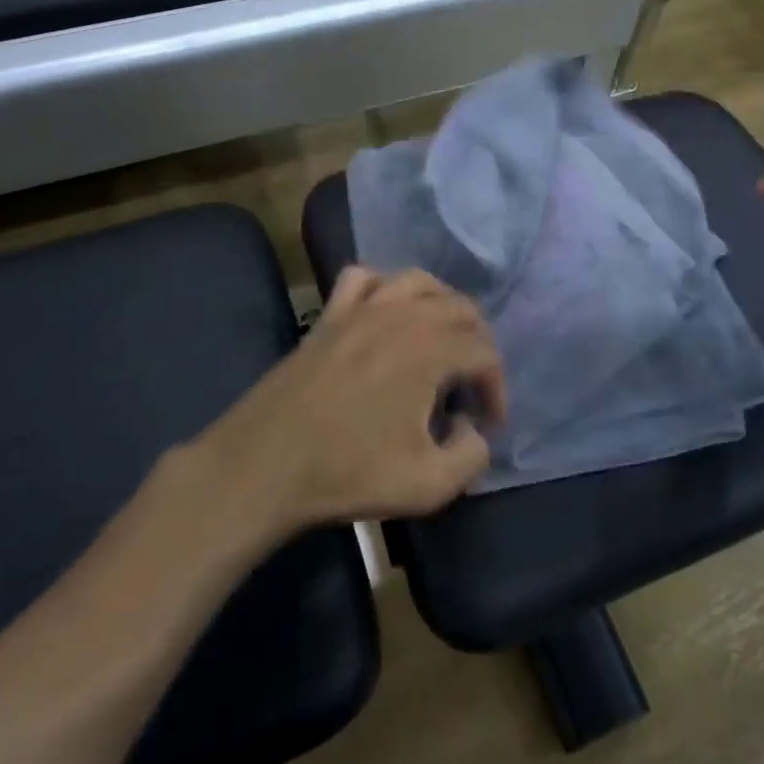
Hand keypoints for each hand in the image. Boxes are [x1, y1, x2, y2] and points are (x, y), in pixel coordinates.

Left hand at [195, 267, 506, 533]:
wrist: (266, 463)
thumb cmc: (348, 472)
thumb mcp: (429, 485)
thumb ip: (470, 456)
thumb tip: (471, 429)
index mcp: (431, 349)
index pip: (485, 353)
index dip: (497, 387)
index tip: (489, 423)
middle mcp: (402, 314)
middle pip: (460, 308)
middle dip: (477, 343)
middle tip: (472, 384)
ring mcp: (361, 308)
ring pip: (418, 281)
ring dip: (441, 305)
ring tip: (441, 340)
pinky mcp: (329, 315)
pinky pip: (363, 278)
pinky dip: (383, 286)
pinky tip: (384, 313)